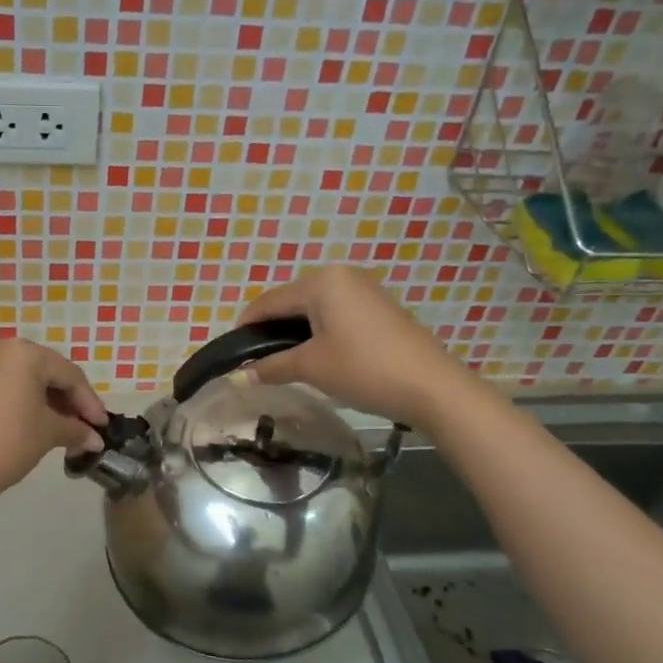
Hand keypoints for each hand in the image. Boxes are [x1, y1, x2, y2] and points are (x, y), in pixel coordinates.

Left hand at [0, 338, 108, 512]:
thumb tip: (95, 439)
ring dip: (48, 403)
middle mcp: (0, 350)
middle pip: (47, 373)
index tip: (103, 427)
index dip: (89, 402)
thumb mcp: (47, 434)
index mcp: (24, 353)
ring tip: (66, 430)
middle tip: (86, 428)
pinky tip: (38, 426)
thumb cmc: (6, 443)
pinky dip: (25, 404)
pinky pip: (6, 388)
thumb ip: (75, 430)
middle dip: (69, 401)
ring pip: (25, 380)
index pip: (69, 374)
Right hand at [238, 267, 449, 420]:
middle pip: (292, 301)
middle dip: (272, 329)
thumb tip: (238, 377)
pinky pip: (336, 313)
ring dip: (296, 332)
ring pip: (315, 308)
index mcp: (322, 282)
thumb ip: (271, 367)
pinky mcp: (379, 308)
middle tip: (257, 360)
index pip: (270, 301)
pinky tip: (316, 355)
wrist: (431, 386)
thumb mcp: (312, 367)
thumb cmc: (364, 369)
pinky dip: (319, 331)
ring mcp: (365, 290)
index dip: (247, 325)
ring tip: (283, 361)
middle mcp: (342, 276)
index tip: (231, 351)